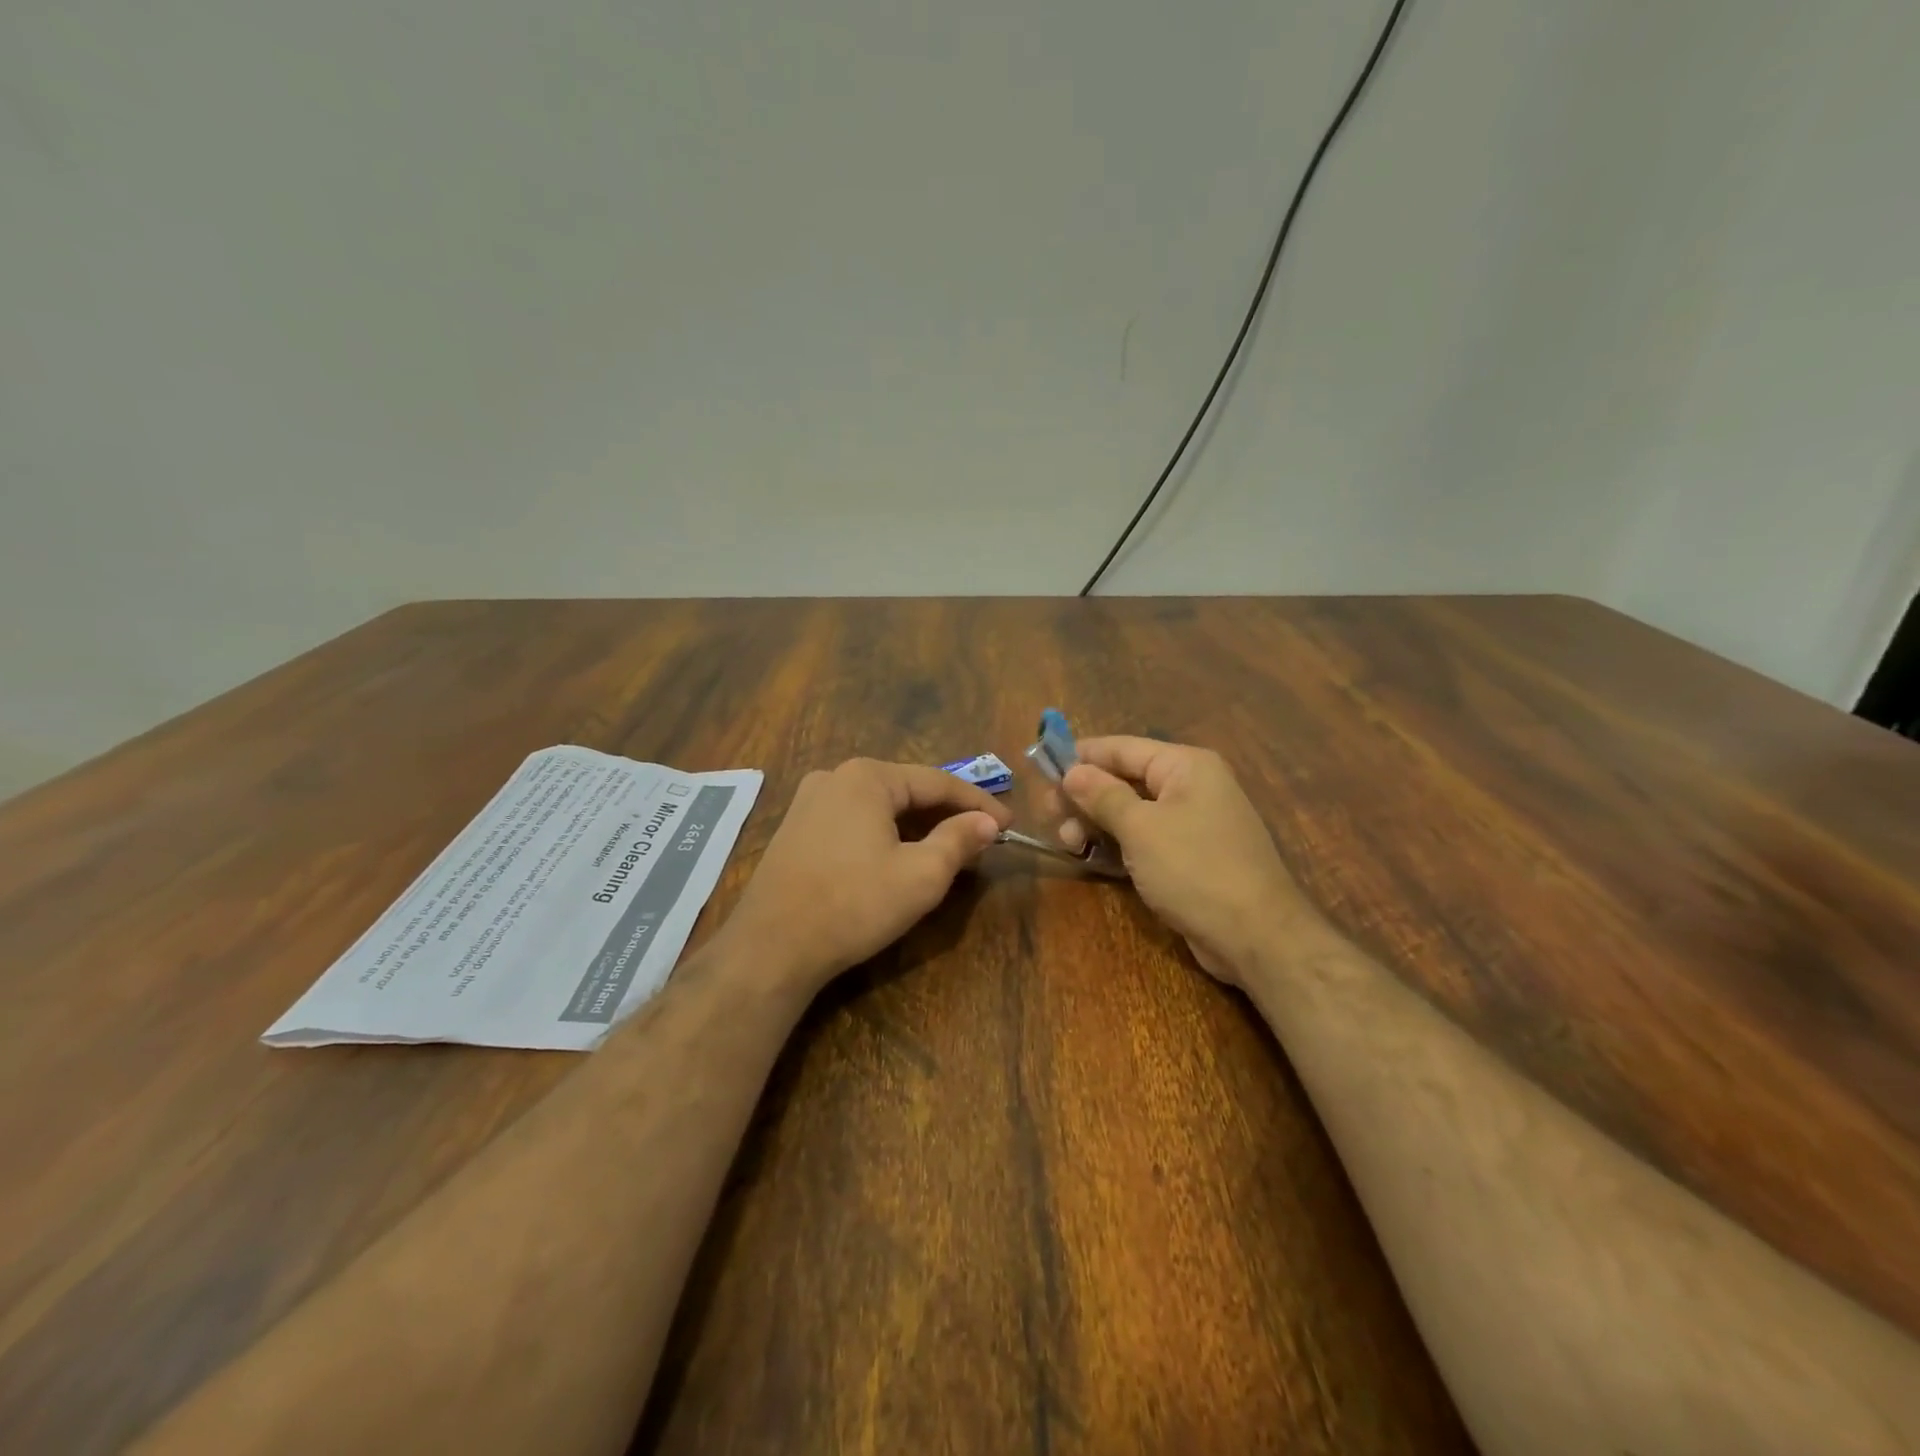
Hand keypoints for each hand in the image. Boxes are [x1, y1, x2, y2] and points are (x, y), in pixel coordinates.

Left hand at [722, 758, 1013, 991]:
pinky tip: (900, 855)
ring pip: (881, 806)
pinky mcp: (796, 829)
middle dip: (947, 813)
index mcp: (868, 776)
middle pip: (907, 790)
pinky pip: (855, 821)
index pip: (938, 782)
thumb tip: (987, 823)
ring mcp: (809, 802)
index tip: (1009, 824)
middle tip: (983, 838)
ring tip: (949, 848)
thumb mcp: (921, 875)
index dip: (979, 803)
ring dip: (917, 825)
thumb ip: (959, 841)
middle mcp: (836, 777)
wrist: (771, 947)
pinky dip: (886, 834)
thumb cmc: (854, 904)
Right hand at [1062, 737, 1310, 984]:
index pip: (1122, 748)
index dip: (1080, 757)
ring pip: (1131, 812)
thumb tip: (1071, 772)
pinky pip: (1144, 839)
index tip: (1041, 770)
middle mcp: (1190, 786)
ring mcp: (1191, 823)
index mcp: (1185, 766)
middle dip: (1085, 796)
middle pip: (1124, 779)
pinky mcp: (1188, 856)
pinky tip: (1090, 857)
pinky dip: (1116, 844)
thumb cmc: (1195, 869)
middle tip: (1049, 816)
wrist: (1256, 936)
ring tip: (1068, 843)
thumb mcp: (1141, 828)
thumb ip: (1103, 796)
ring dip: (1096, 823)